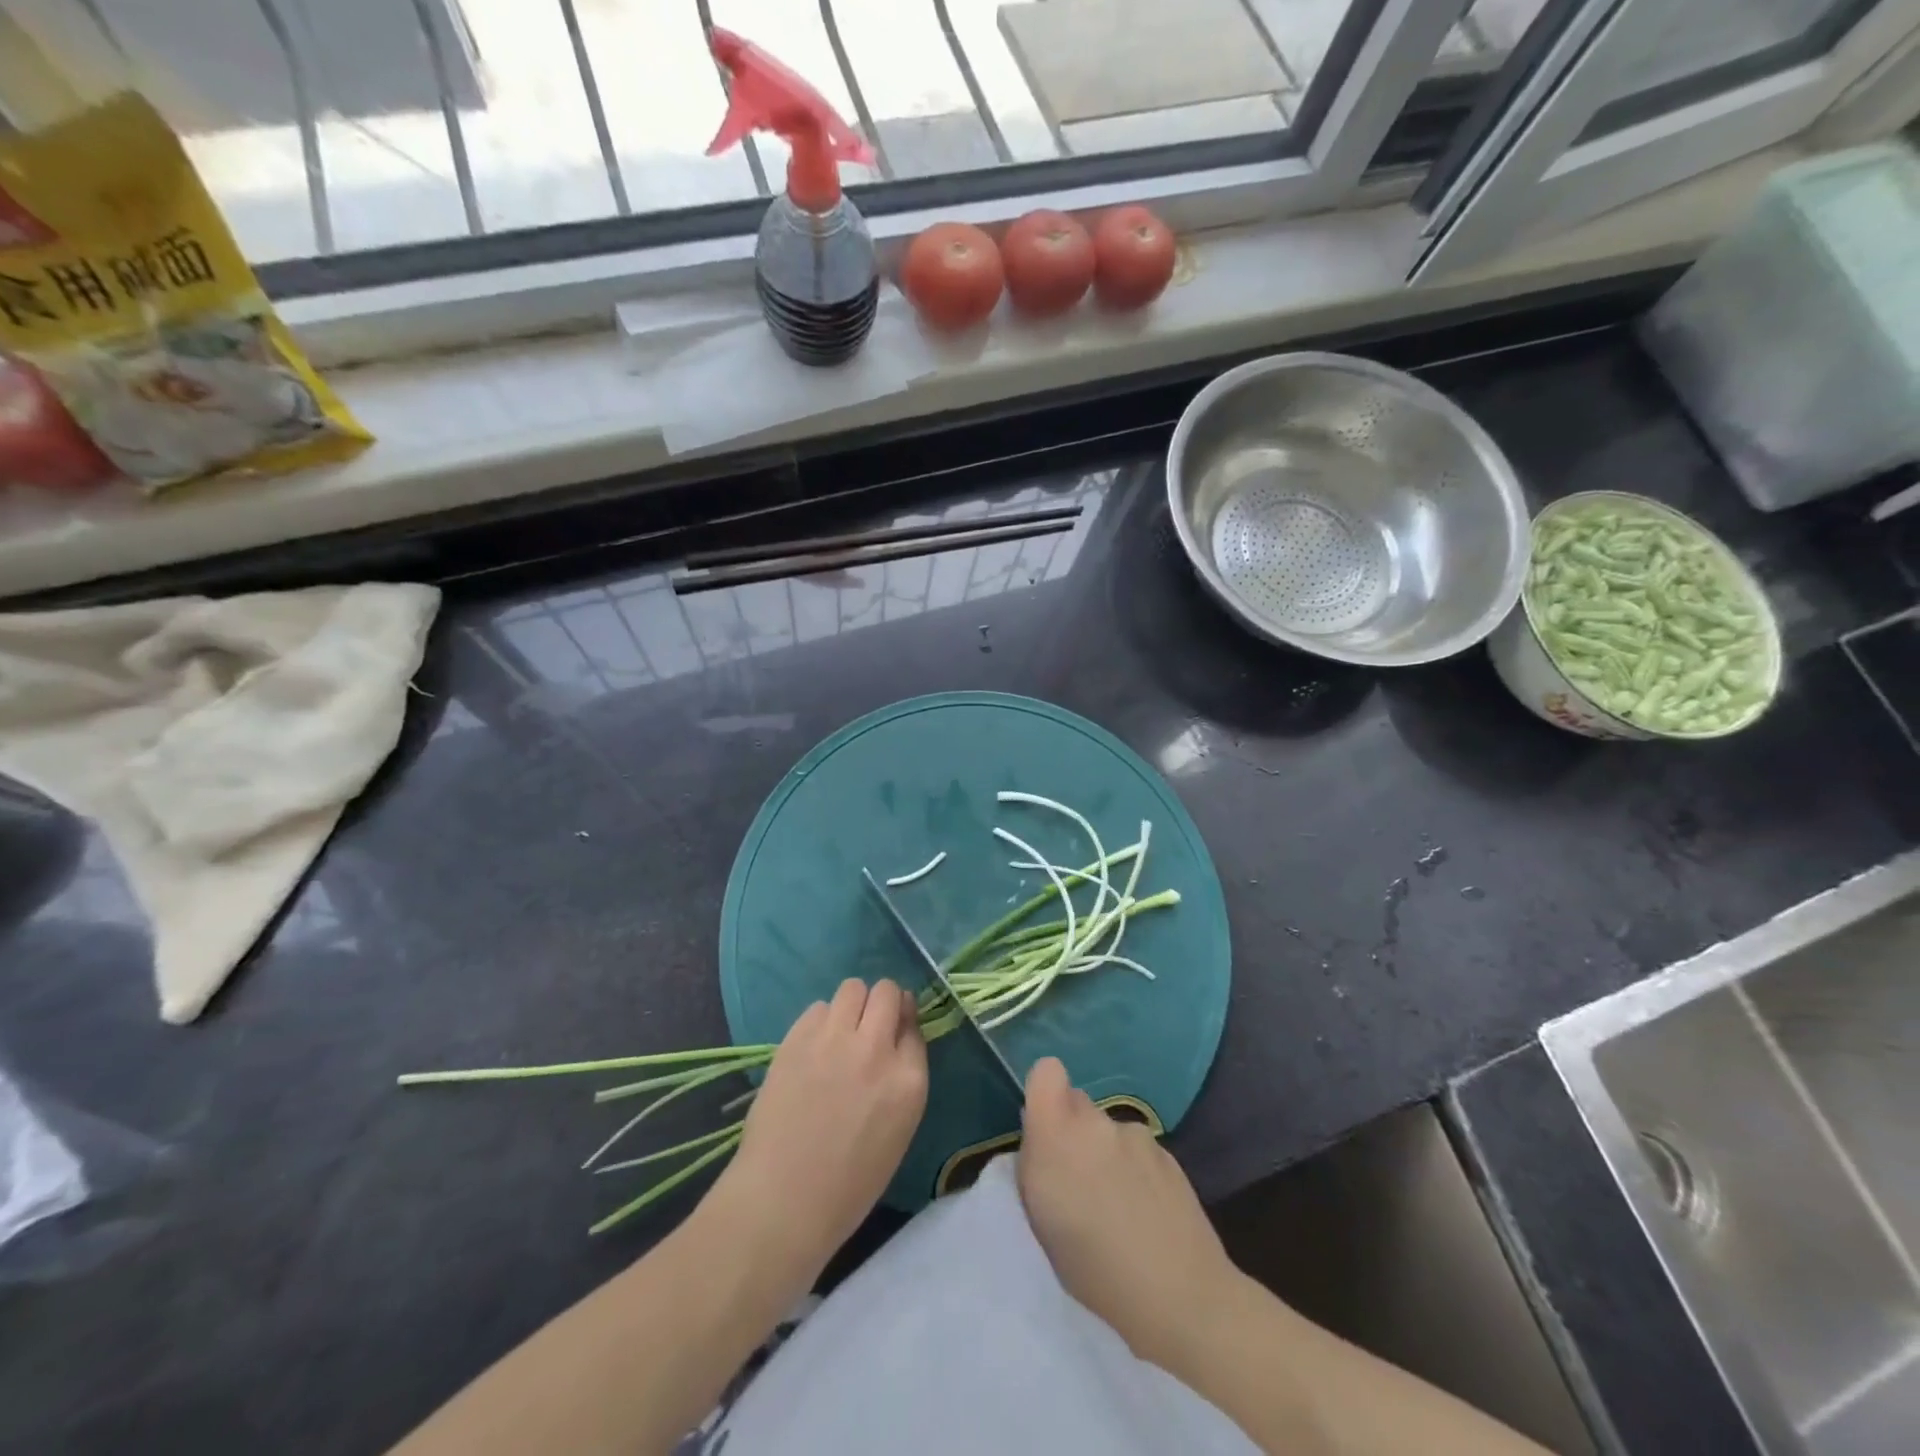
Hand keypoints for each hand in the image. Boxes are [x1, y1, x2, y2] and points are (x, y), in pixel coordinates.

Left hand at [713, 978, 927, 1286]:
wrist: (782, 1202)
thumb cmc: (847, 1185)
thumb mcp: (898, 1132)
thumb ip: (903, 1079)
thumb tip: (897, 1040)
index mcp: (909, 1081)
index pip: (914, 1024)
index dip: (903, 1025)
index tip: (893, 1034)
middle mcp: (876, 1049)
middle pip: (888, 992)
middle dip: (882, 1003)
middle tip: (868, 1027)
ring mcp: (834, 1039)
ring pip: (853, 987)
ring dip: (852, 1005)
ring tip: (839, 1032)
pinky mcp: (796, 1039)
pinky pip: (818, 1007)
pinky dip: (821, 1021)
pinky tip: (813, 1048)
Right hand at [1016, 1057, 1242, 1374]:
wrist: (1182, 1298)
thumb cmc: (1096, 1272)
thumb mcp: (1040, 1223)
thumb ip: (1035, 1166)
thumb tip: (1040, 1139)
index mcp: (1058, 1135)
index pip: (1046, 1071)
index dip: (1043, 1092)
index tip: (1043, 1129)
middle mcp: (1097, 1123)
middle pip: (1077, 1103)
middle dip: (1072, 1131)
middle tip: (1077, 1181)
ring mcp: (1137, 1135)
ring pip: (1108, 1130)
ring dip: (1105, 1153)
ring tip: (1116, 1207)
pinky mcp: (1169, 1154)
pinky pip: (1137, 1150)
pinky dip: (1134, 1171)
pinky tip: (1145, 1213)